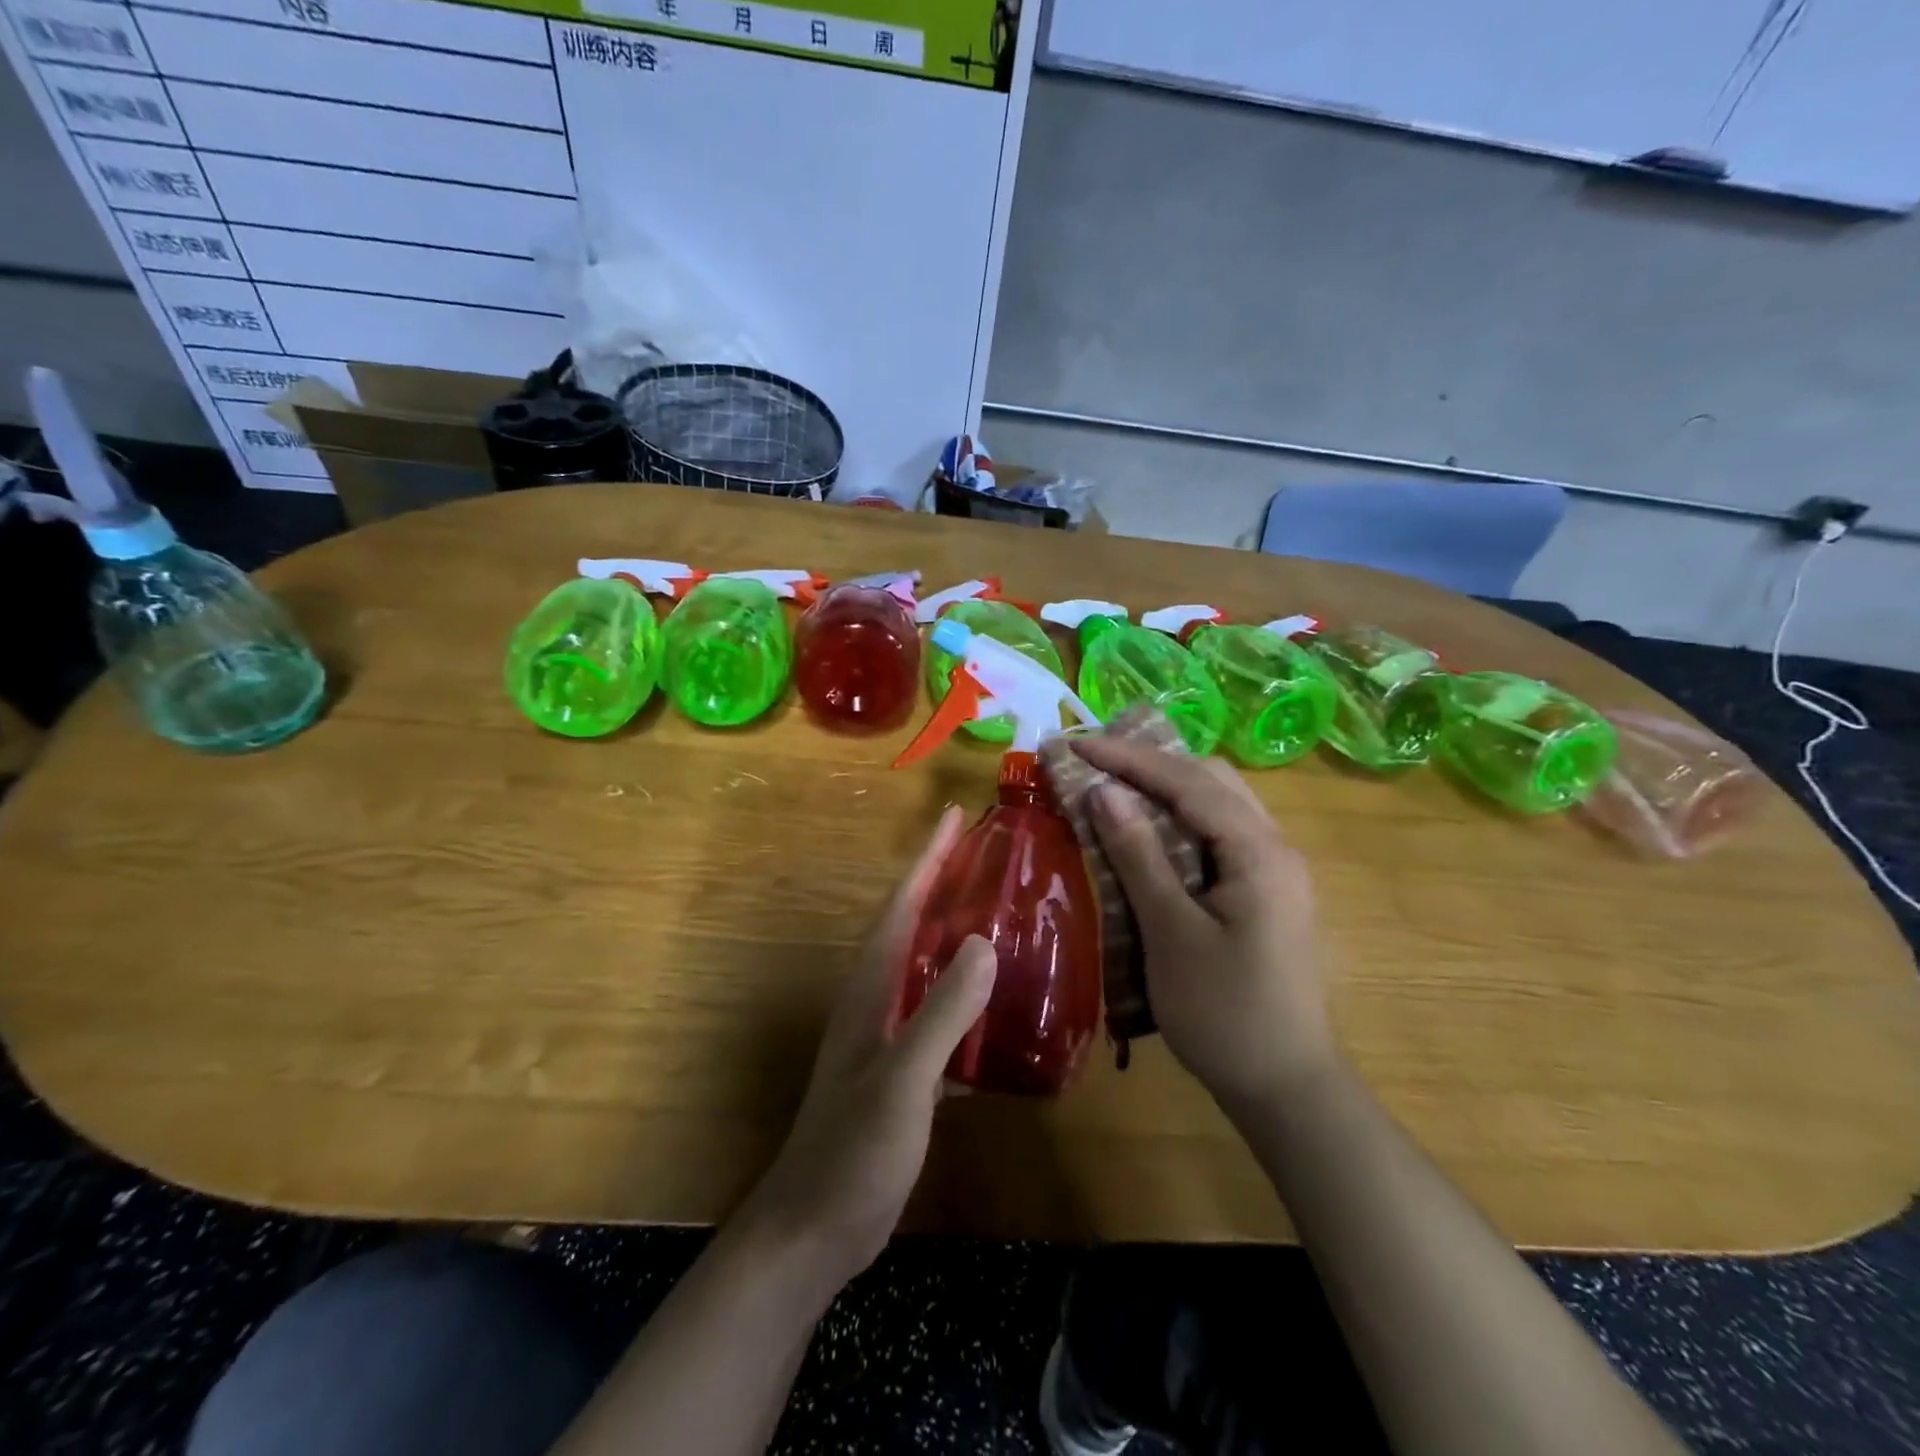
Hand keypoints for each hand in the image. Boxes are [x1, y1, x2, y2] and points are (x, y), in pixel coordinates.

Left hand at [743, 807, 996, 1289]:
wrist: (814, 1230)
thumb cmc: (853, 1150)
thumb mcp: (903, 1079)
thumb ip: (942, 1011)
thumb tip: (985, 942)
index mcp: (871, 988)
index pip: (902, 905)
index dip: (927, 859)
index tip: (952, 816)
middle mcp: (876, 1000)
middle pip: (914, 928)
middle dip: (946, 887)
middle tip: (991, 858)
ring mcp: (887, 1037)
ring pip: (928, 971)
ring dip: (959, 940)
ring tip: (1006, 920)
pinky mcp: (902, 1072)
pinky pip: (941, 1018)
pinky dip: (968, 1002)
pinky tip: (1004, 1010)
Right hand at [1073, 738, 1336, 1113]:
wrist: (1285, 1087)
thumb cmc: (1223, 1013)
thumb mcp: (1171, 933)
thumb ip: (1139, 856)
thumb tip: (1104, 792)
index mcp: (1259, 852)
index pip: (1188, 782)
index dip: (1130, 758)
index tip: (1078, 743)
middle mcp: (1274, 847)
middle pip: (1211, 780)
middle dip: (1150, 762)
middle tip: (1095, 759)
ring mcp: (1274, 869)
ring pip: (1218, 803)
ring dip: (1166, 787)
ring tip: (1114, 782)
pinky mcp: (1264, 891)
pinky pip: (1219, 833)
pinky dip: (1180, 818)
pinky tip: (1148, 829)